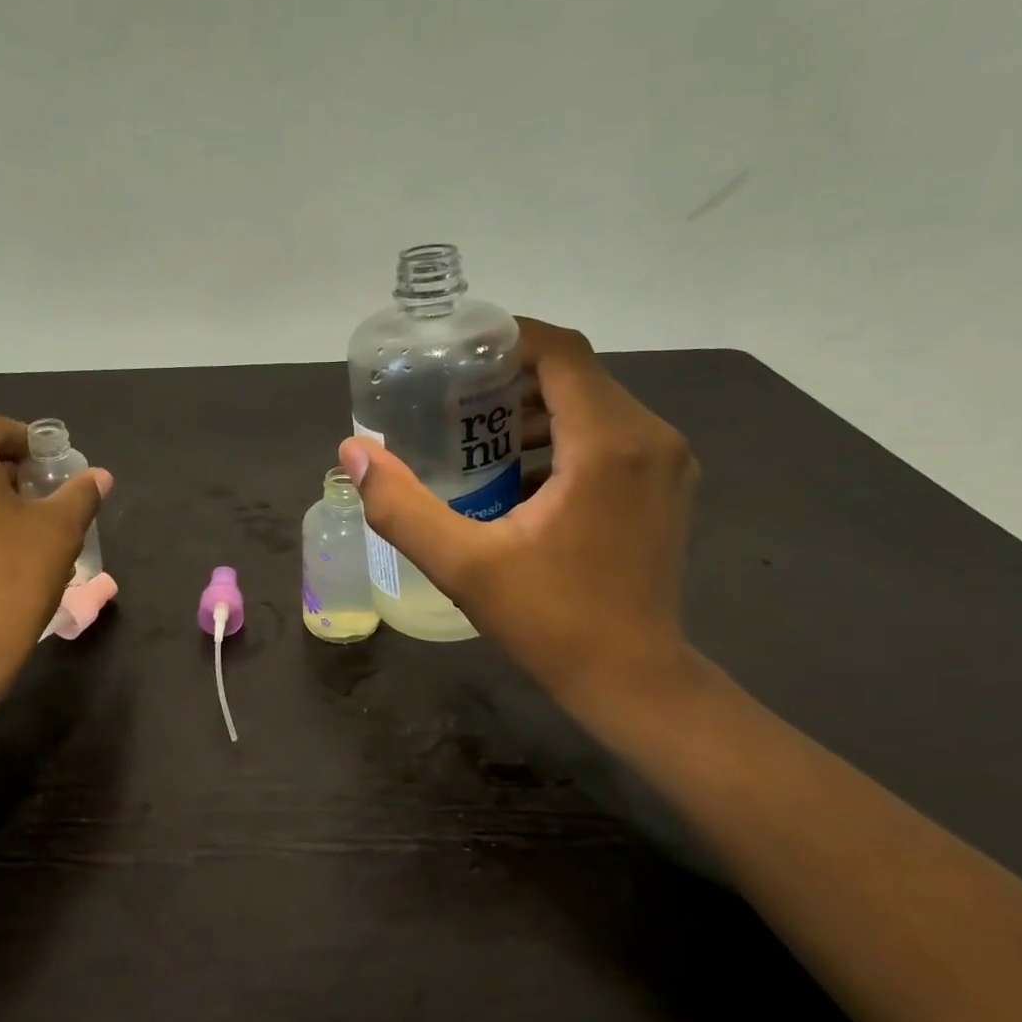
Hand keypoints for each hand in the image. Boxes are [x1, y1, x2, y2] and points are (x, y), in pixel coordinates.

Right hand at [339, 319, 700, 739]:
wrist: (635, 682)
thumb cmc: (553, 622)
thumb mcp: (464, 566)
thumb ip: (402, 507)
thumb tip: (353, 452)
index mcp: (609, 443)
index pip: (561, 352)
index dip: (507, 339)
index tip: (455, 354)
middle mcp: (651, 437)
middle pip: (576, 375)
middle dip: (511, 379)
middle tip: (451, 401)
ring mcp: (667, 462)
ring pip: (594, 404)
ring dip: (535, 411)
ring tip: (476, 437)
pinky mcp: (668, 485)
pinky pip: (611, 435)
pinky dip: (563, 438)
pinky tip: (519, 474)